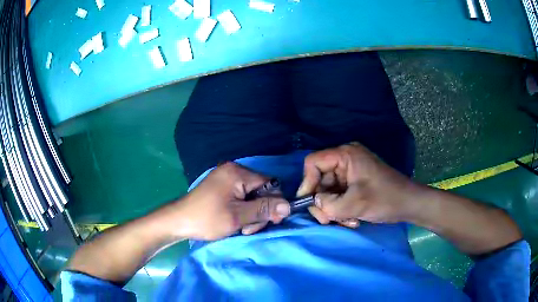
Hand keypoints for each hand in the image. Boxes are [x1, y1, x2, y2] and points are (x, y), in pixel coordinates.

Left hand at [174, 162, 290, 240]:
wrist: (178, 221)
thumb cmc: (207, 219)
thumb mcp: (238, 217)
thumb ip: (264, 209)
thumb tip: (288, 206)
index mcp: (237, 173)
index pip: (270, 184)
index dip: (274, 203)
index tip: (271, 221)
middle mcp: (234, 170)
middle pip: (261, 190)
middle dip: (259, 211)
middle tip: (248, 228)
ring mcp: (226, 178)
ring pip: (252, 196)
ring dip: (251, 213)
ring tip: (240, 227)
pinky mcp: (222, 186)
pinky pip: (242, 196)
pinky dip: (242, 210)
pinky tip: (235, 221)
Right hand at [297, 143, 416, 225]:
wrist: (409, 204)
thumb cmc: (385, 199)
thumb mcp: (354, 204)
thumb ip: (328, 205)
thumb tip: (314, 204)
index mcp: (346, 155)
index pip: (313, 162)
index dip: (307, 182)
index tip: (310, 203)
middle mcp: (345, 160)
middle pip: (320, 180)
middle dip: (323, 203)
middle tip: (328, 220)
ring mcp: (350, 172)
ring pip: (328, 191)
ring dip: (334, 209)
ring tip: (347, 221)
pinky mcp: (354, 183)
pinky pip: (338, 196)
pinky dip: (341, 209)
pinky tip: (352, 219)